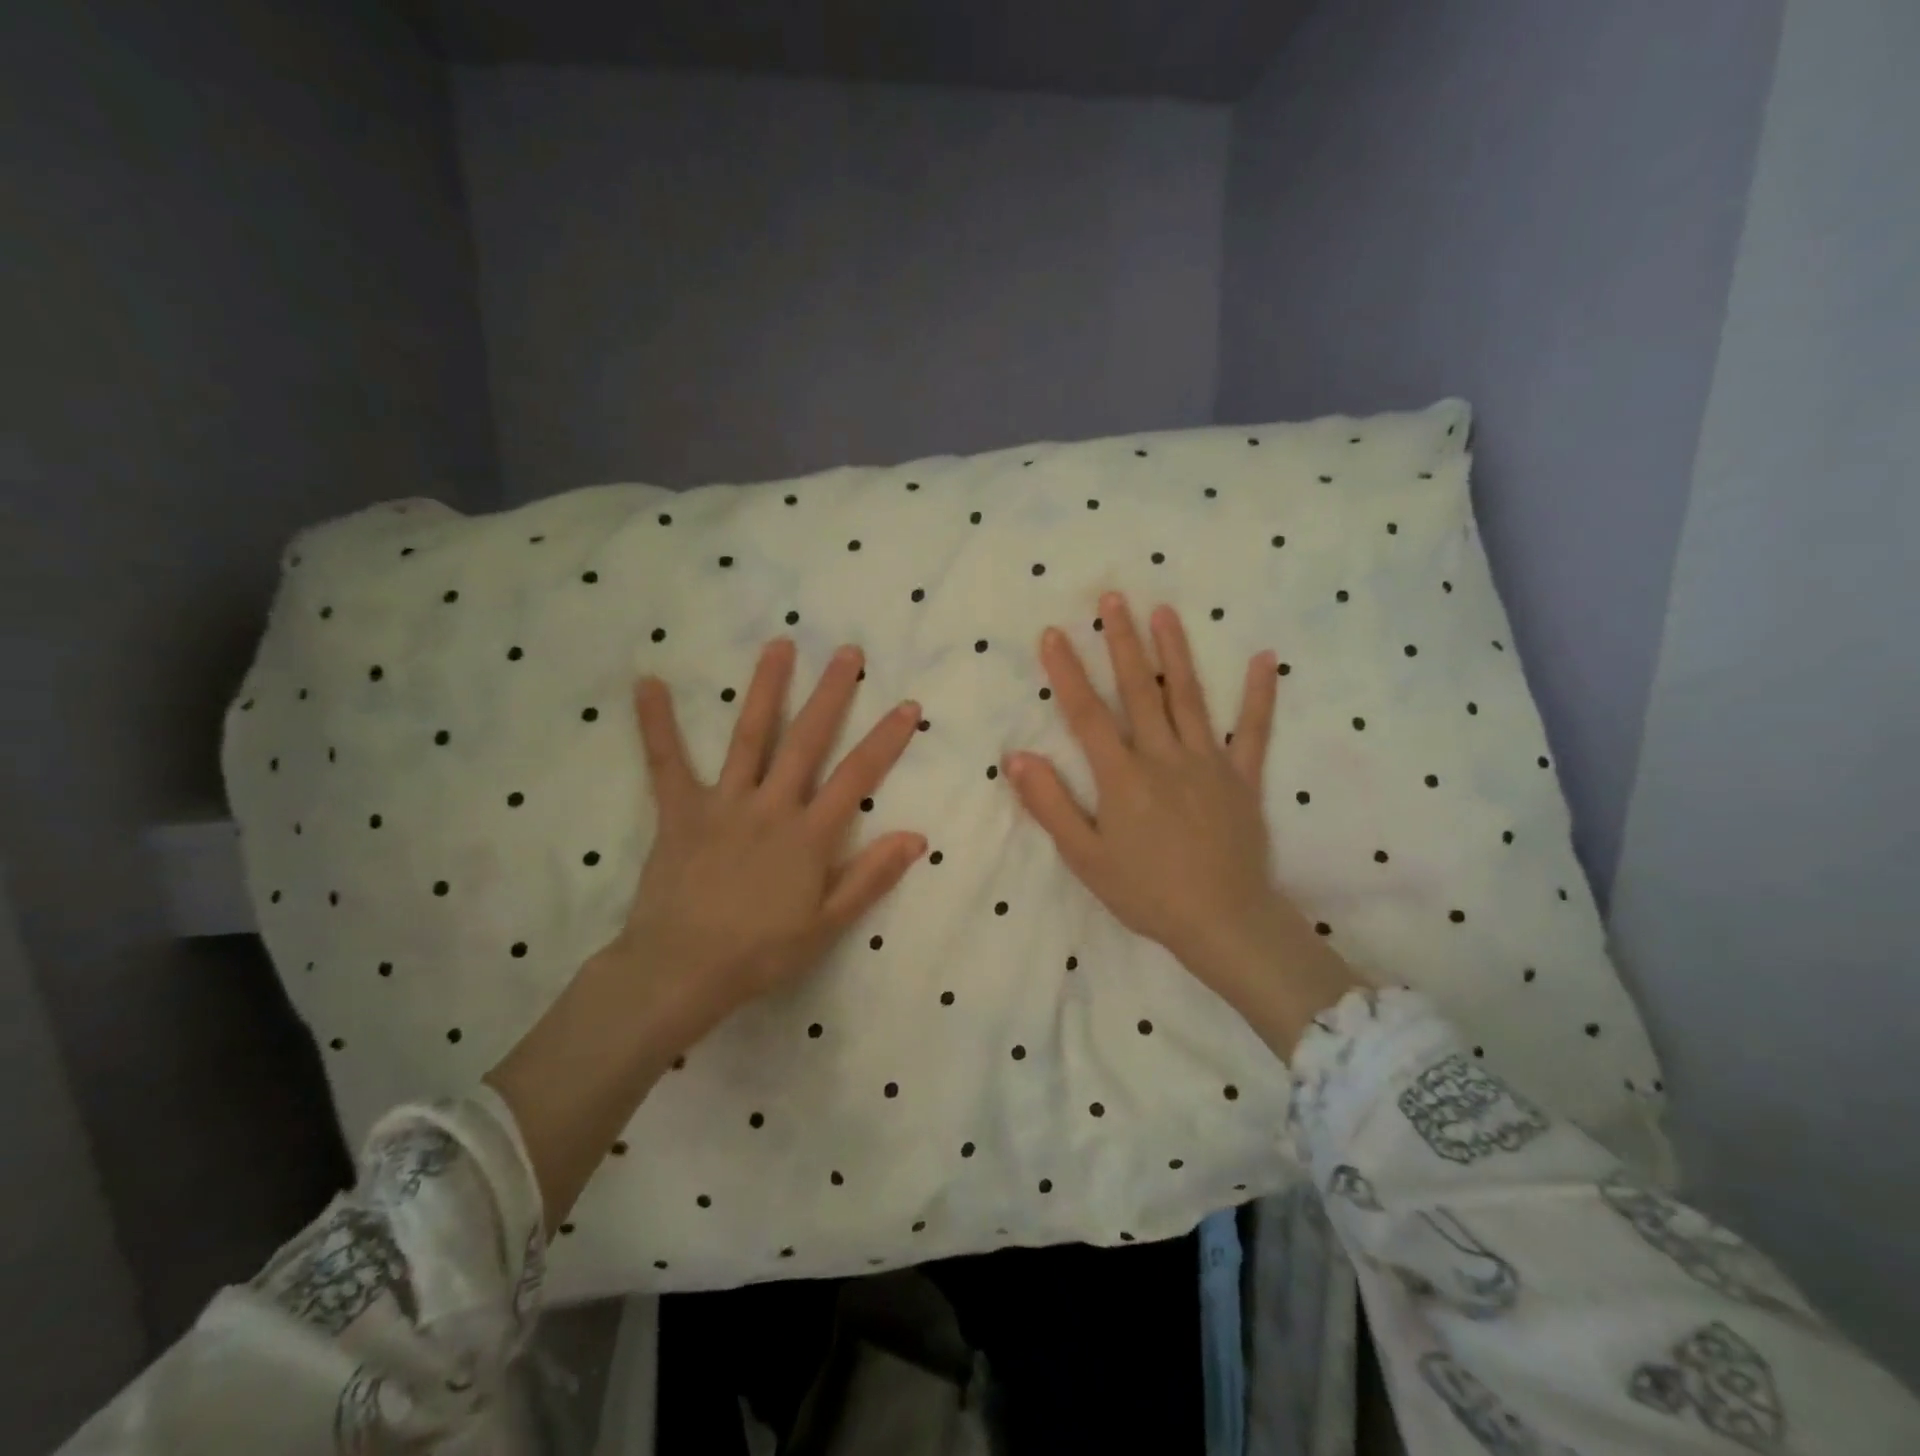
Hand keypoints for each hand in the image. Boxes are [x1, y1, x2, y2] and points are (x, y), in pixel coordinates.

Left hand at [605, 637, 927, 1048]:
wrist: (682, 970)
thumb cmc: (760, 953)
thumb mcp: (826, 925)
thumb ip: (870, 877)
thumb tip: (916, 837)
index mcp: (809, 835)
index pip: (857, 777)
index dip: (886, 739)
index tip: (906, 705)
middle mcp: (771, 806)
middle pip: (807, 741)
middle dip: (831, 694)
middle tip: (848, 652)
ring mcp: (724, 803)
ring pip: (750, 736)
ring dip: (766, 688)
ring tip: (780, 645)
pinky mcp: (680, 811)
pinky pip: (666, 762)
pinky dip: (657, 723)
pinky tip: (648, 683)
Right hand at [1006, 594, 1357, 1055]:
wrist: (1222, 922)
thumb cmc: (1146, 893)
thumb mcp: (1085, 858)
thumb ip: (1051, 805)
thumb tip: (1018, 757)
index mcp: (1123, 777)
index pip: (1087, 714)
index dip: (1067, 672)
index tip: (1054, 633)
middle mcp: (1164, 757)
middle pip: (1138, 690)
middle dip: (1122, 642)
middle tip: (1113, 598)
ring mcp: (1208, 763)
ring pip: (1188, 697)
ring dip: (1174, 652)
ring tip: (1164, 611)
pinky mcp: (1243, 778)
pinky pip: (1252, 731)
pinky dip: (1259, 695)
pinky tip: (1265, 659)